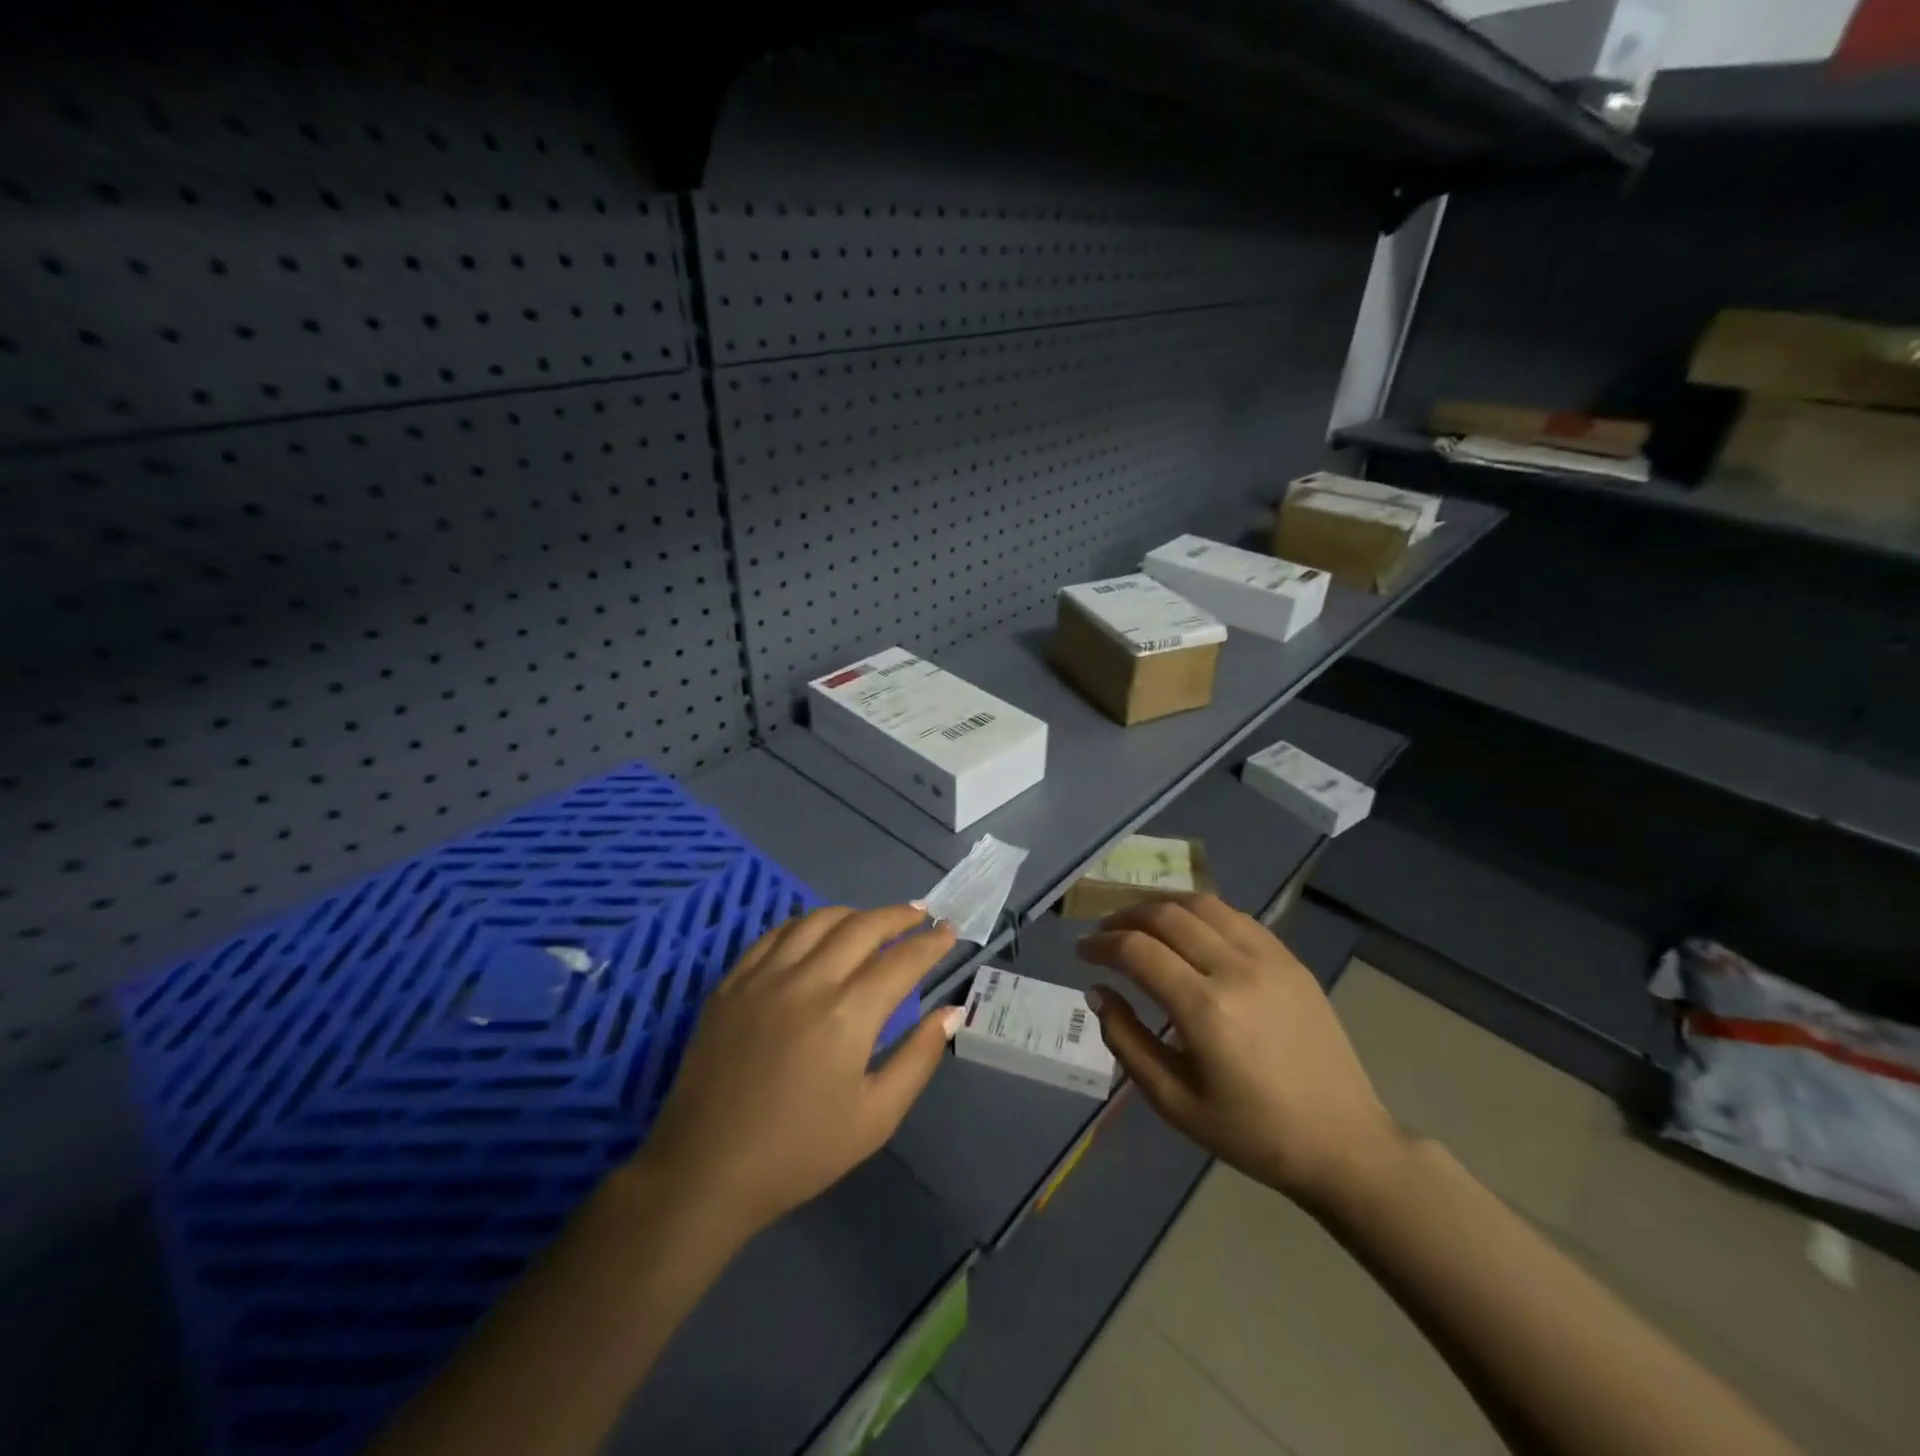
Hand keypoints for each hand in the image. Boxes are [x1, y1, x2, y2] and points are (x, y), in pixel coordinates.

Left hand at [637, 905, 959, 1240]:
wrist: (705, 1171)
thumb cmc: (799, 1152)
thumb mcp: (876, 1118)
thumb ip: (918, 1058)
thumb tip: (951, 1012)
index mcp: (847, 1015)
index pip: (902, 960)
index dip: (930, 943)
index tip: (949, 932)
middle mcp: (808, 981)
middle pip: (862, 926)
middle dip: (898, 916)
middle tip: (919, 914)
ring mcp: (764, 976)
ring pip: (818, 920)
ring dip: (854, 913)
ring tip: (873, 921)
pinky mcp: (732, 982)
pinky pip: (775, 934)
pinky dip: (806, 924)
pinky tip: (817, 932)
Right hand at [1078, 894, 1401, 1210]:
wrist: (1342, 1142)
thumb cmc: (1251, 1133)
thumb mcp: (1174, 1101)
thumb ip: (1127, 1040)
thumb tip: (1097, 992)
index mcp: (1205, 1009)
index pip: (1137, 950)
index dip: (1101, 944)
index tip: (1082, 951)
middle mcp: (1235, 969)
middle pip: (1166, 915)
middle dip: (1125, 917)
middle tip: (1105, 934)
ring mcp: (1269, 958)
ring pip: (1202, 904)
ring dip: (1162, 906)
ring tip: (1141, 924)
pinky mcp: (1290, 959)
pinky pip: (1236, 916)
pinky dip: (1200, 913)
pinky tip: (1188, 931)